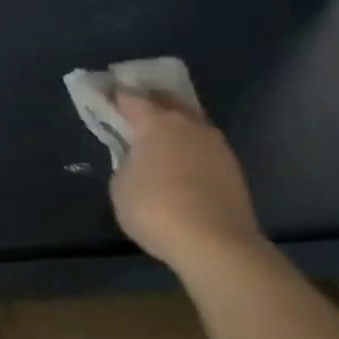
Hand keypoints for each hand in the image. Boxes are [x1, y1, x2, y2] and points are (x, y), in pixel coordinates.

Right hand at [109, 91, 263, 269]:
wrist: (216, 244)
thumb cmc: (156, 209)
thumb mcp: (121, 187)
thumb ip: (125, 164)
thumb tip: (138, 163)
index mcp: (156, 123)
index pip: (131, 97)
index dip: (116, 95)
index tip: (105, 95)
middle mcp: (189, 124)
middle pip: (167, 100)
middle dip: (150, 100)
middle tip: (134, 110)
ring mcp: (216, 144)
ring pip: (190, 122)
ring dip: (175, 125)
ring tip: (160, 139)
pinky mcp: (233, 167)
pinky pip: (204, 146)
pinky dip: (190, 148)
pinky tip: (182, 164)